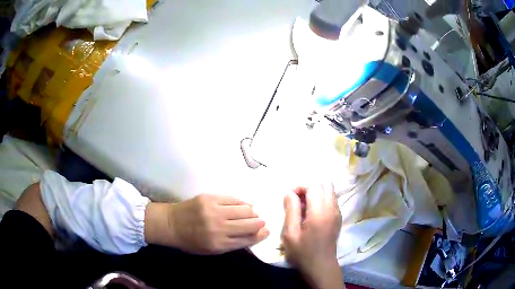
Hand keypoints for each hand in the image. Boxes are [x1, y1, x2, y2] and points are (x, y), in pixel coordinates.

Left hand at [147, 194, 268, 253]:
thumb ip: (232, 244)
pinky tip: (243, 204)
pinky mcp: (209, 198)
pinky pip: (233, 199)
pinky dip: (241, 202)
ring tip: (252, 213)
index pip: (247, 239)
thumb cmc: (191, 241)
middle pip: (249, 224)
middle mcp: (218, 228)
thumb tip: (253, 235)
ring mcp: (214, 211)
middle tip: (260, 222)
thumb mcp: (211, 250)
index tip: (266, 231)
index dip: (260, 235)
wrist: (171, 223)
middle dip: (259, 223)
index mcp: (219, 244)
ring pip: (244, 210)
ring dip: (252, 212)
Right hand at [282, 183, 343, 288]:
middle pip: (325, 184)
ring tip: (304, 207)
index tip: (290, 198)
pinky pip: (331, 199)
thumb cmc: (303, 252)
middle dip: (309, 187)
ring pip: (329, 190)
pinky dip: (321, 199)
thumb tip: (290, 192)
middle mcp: (332, 209)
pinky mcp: (339, 217)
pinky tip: (312, 213)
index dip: (300, 187)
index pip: (314, 186)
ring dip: (316, 192)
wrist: (321, 266)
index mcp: (320, 213)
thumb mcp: (290, 234)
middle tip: (298, 200)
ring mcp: (338, 212)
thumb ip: (291, 210)